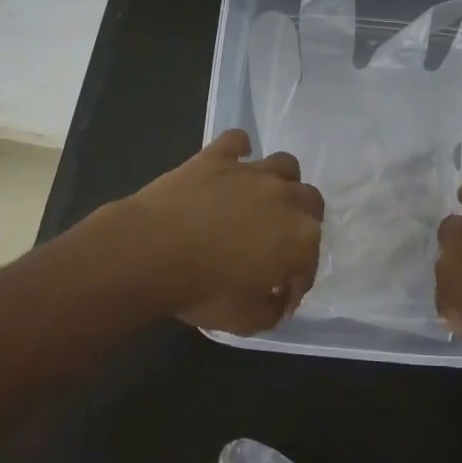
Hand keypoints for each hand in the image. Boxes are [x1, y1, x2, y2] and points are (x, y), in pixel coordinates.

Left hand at [126, 130, 323, 334]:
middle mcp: (285, 198)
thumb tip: (276, 300)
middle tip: (278, 242)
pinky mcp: (217, 157)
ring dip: (282, 182)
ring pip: (285, 165)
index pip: (310, 260)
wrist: (151, 253)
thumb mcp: (245, 321)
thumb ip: (271, 311)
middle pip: (310, 203)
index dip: (296, 281)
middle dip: (302, 223)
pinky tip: (232, 163)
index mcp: (300, 239)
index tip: (279, 297)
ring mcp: (251, 172)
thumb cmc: (203, 290)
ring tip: (263, 199)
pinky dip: (239, 150)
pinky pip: (237, 141)